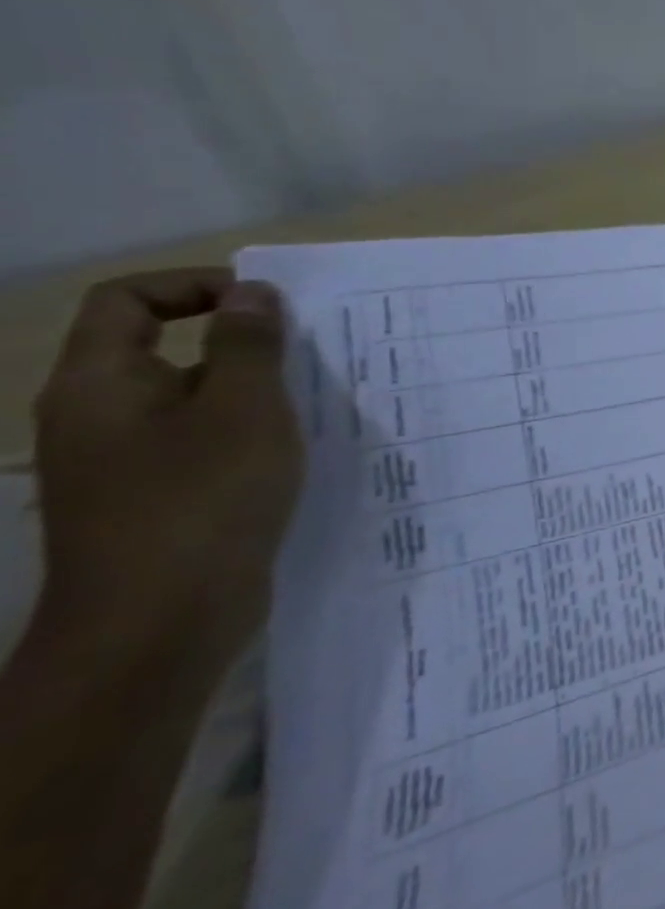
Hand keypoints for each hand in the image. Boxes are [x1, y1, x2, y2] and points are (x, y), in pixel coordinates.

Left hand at [30, 268, 302, 665]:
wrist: (158, 623)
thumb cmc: (202, 499)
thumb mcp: (244, 410)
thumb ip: (249, 346)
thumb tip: (252, 293)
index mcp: (101, 384)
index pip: (127, 301)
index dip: (195, 286)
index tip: (268, 305)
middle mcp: (98, 417)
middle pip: (162, 350)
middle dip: (241, 344)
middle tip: (315, 355)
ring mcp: (123, 464)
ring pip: (191, 402)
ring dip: (254, 393)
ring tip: (321, 404)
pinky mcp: (154, 500)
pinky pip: (202, 445)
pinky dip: (249, 435)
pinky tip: (299, 453)